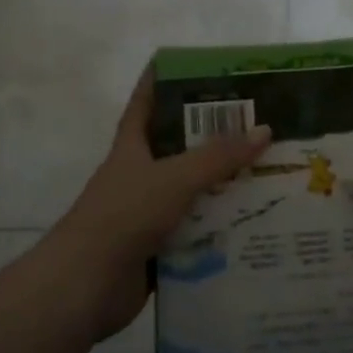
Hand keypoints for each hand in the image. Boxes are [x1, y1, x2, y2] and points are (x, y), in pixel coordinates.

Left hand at [46, 69, 270, 340]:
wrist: (85, 286)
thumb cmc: (124, 216)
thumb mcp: (174, 178)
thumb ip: (219, 157)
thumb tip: (264, 130)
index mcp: (132, 147)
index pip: (146, 102)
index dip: (162, 80)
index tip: (193, 65)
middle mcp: (139, 175)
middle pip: (179, 148)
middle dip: (213, 137)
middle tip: (257, 124)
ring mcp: (147, 213)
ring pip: (192, 192)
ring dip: (223, 186)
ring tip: (268, 173)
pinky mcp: (157, 248)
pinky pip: (195, 231)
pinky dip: (219, 229)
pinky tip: (254, 224)